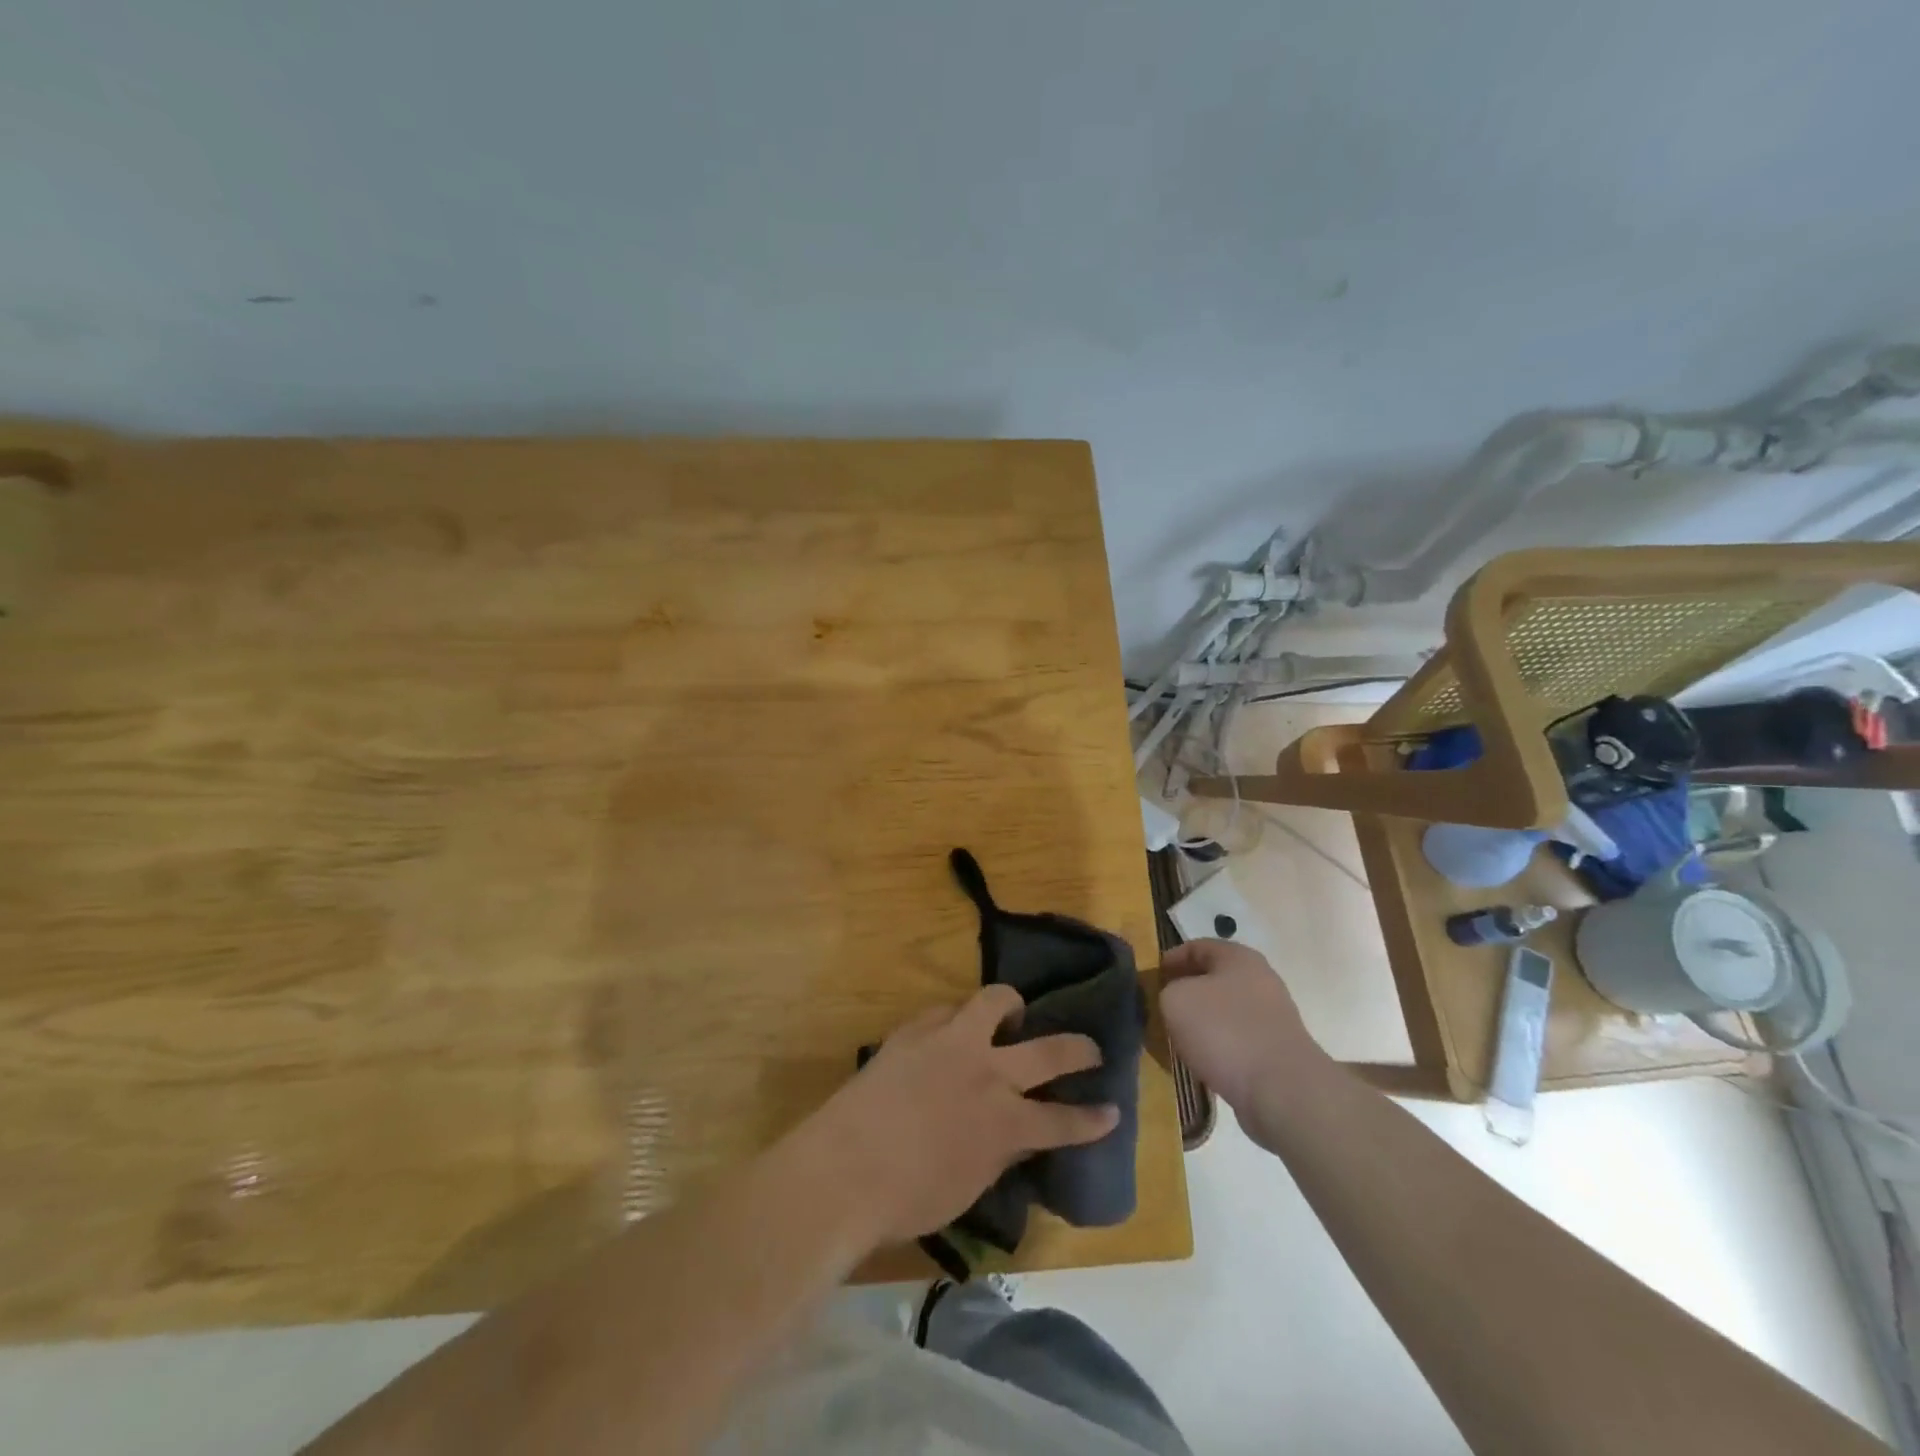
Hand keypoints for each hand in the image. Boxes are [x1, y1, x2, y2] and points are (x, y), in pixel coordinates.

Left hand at [796, 984, 1118, 1248]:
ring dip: (1012, 1005)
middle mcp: (987, 1073)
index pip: (1064, 1120)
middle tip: (1090, 1048)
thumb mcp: (968, 1187)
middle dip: (1079, 1049)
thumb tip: (1015, 1133)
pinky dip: (958, 1019)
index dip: (1092, 1119)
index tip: (1111, 1112)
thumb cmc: (906, 1200)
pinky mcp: (915, 1029)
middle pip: (1049, 1051)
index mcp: (1005, 1122)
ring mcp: (951, 1043)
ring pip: (996, 1001)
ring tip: (1014, 1012)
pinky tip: (950, 1031)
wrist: (842, 1169)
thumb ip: (999, 1153)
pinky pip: (947, 1010)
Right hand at [1160, 939, 1323, 1116]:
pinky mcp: (1276, 1051)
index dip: (1169, 959)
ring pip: (1224, 1011)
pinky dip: (1218, 1048)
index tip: (1150, 980)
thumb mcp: (1175, 1000)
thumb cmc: (1224, 1031)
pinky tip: (1202, 1063)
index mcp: (1238, 957)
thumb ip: (1167, 991)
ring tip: (1177, 1040)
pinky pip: (1237, 1040)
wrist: (1282, 1091)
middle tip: (1161, 1009)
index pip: (1196, 946)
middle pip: (1213, 978)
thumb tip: (1175, 999)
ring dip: (1201, 1022)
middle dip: (1185, 992)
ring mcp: (1272, 1017)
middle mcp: (1260, 980)